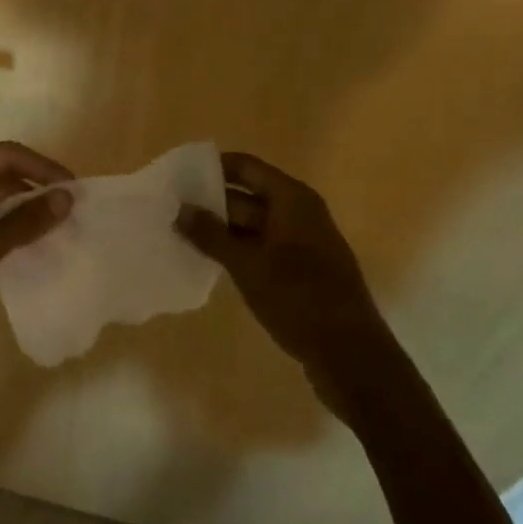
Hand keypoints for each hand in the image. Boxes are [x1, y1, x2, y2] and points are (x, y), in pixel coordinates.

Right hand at [176, 152, 386, 420]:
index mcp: (293, 199)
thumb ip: (211, 235)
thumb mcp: (248, 265)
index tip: (178, 176)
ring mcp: (302, 243)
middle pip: (247, 195)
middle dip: (210, 202)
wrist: (351, 356)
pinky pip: (262, 247)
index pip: (246, 167)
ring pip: (253, 225)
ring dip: (220, 229)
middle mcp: (299, 213)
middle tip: (170, 210)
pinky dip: (237, 250)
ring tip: (180, 233)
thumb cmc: (299, 299)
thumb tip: (180, 209)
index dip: (213, 167)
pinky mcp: (300, 271)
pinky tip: (208, 261)